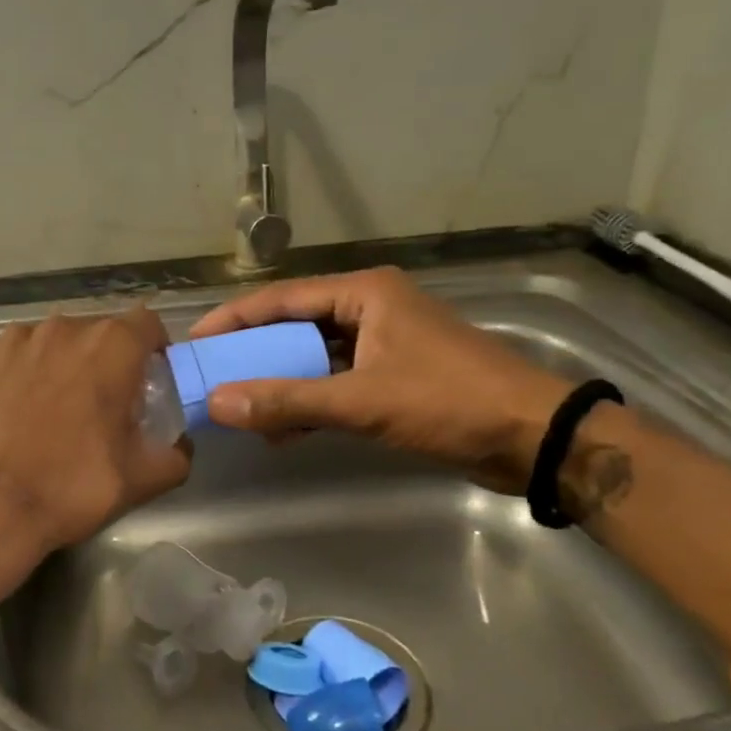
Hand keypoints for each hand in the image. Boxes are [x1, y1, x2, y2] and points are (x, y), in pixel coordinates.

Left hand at [0, 307, 191, 574]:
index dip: (153, 347)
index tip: (150, 379)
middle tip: (104, 402)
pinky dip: (24, 374)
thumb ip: (176, 454)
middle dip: (108, 359)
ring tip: (55, 409)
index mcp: (110, 346)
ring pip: (55, 341)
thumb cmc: (70, 487)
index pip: (147, 322)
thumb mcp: (141, 479)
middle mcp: (64, 328)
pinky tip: (17, 413)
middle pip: (99, 331)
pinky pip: (16, 356)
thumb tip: (180, 444)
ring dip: (65, 364)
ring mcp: (15, 341)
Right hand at [189, 267, 573, 492]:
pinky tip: (284, 429)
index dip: (234, 319)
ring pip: (314, 356)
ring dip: (281, 381)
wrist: (534, 438)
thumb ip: (289, 402)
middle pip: (294, 325)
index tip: (195, 343)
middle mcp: (370, 308)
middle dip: (254, 353)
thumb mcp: (363, 401)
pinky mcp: (394, 374)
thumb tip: (218, 404)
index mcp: (364, 293)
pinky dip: (310, 401)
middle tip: (212, 376)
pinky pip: (336, 380)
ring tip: (240, 408)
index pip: (281, 299)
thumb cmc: (449, 402)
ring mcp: (384, 342)